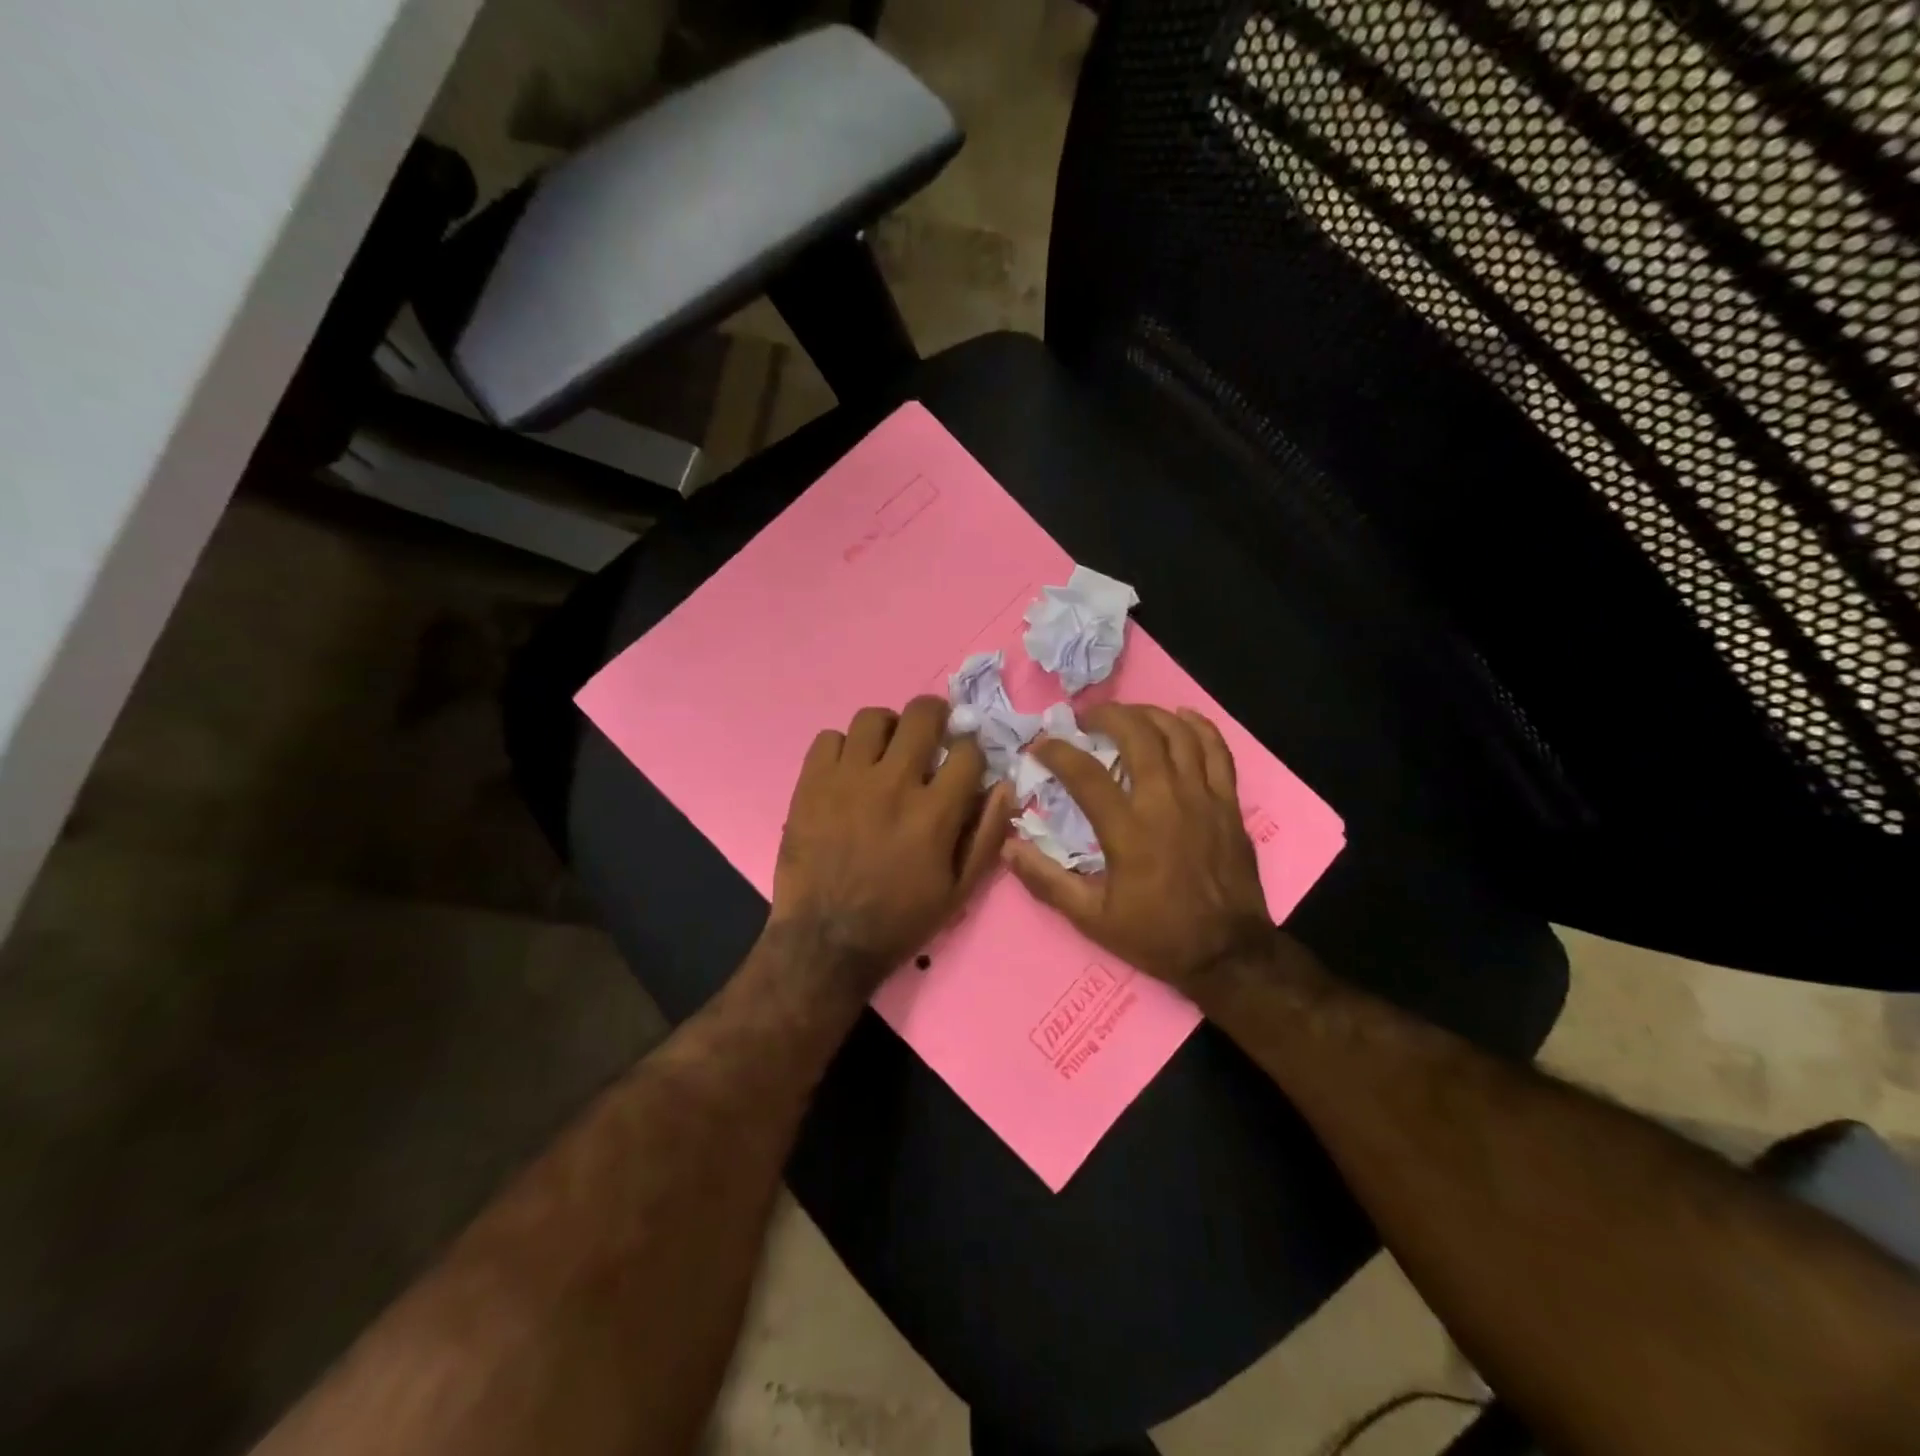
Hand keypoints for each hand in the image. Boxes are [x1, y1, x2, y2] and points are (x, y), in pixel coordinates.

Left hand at [770, 696, 1012, 996]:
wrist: (826, 942)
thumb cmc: (900, 920)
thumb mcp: (959, 891)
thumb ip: (986, 835)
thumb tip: (1004, 785)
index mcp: (934, 812)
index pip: (967, 751)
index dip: (972, 750)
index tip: (965, 759)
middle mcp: (893, 784)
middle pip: (922, 715)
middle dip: (936, 716)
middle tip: (932, 733)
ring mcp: (847, 779)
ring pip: (872, 718)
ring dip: (888, 728)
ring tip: (886, 750)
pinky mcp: (810, 784)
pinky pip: (828, 738)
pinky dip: (843, 748)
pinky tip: (848, 771)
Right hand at [1003, 704, 1272, 998]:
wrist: (1227, 953)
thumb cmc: (1156, 935)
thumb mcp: (1092, 918)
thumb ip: (1047, 881)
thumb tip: (1008, 847)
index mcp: (1128, 830)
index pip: (1084, 773)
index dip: (1057, 751)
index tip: (1041, 745)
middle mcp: (1165, 802)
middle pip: (1136, 735)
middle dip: (1106, 717)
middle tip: (1086, 720)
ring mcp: (1202, 798)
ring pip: (1177, 734)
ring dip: (1147, 715)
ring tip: (1126, 715)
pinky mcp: (1229, 803)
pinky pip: (1218, 751)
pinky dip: (1199, 727)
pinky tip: (1181, 717)